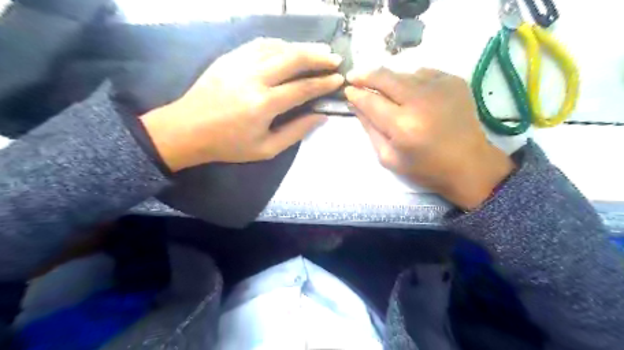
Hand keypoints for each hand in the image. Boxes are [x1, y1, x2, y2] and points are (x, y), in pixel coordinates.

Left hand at [140, 39, 343, 172]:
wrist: (187, 129)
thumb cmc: (229, 144)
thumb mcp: (266, 149)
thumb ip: (296, 132)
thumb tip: (320, 116)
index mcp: (264, 104)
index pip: (302, 88)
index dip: (323, 83)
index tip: (339, 79)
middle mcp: (254, 78)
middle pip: (293, 59)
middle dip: (318, 57)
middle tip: (335, 59)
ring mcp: (240, 63)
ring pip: (278, 47)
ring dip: (301, 47)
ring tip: (318, 51)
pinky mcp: (229, 57)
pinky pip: (260, 44)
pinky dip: (280, 44)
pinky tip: (289, 48)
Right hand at [344, 69, 514, 210]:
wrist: (469, 164)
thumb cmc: (425, 168)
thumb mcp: (389, 157)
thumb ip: (370, 129)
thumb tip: (356, 105)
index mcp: (403, 125)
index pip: (371, 101)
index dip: (355, 94)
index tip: (347, 90)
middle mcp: (420, 101)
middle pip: (385, 77)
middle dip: (365, 75)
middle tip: (354, 76)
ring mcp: (439, 87)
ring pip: (403, 73)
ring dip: (388, 79)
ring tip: (383, 89)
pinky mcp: (454, 81)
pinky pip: (422, 73)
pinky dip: (411, 80)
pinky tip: (410, 92)